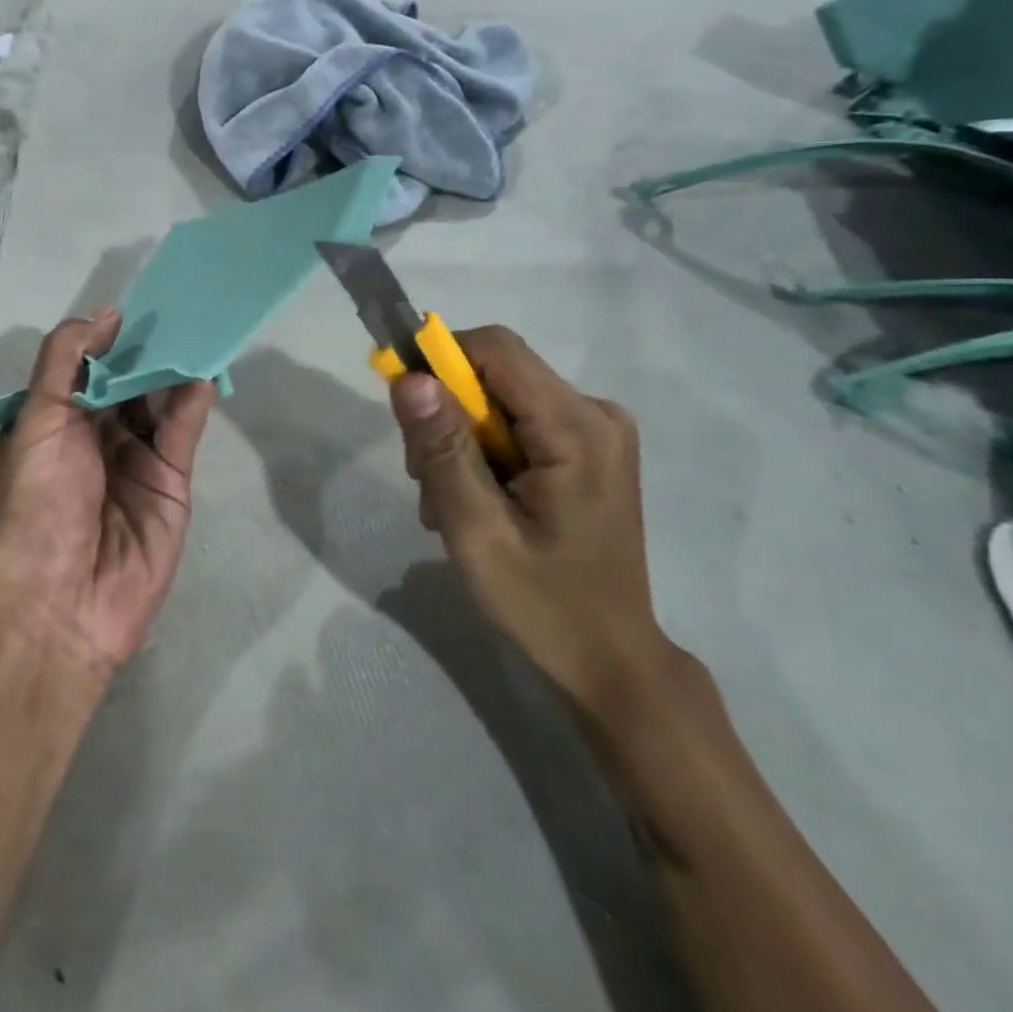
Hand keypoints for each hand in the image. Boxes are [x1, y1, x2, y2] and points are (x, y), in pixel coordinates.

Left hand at [0, 310, 215, 675]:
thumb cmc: (37, 501)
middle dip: (149, 350)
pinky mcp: (172, 481)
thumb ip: (65, 360)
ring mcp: (138, 459)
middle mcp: (98, 437)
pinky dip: (192, 401)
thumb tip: (106, 315)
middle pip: (130, 382)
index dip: (111, 340)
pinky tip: (200, 372)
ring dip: (175, 369)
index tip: (137, 306)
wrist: (61, 601)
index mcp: (58, 422)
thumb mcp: (37, 419)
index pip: (90, 368)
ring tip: (196, 330)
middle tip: (178, 309)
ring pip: (160, 401)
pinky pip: (183, 431)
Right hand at [388, 327, 673, 721]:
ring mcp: (595, 431)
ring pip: (498, 400)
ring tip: (450, 503)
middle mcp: (595, 413)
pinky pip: (516, 423)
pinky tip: (477, 501)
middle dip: (447, 415)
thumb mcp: (476, 530)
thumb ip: (443, 450)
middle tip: (427, 481)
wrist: (610, 663)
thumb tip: (410, 378)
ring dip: (460, 440)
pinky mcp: (587, 449)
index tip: (402, 402)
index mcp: (577, 428)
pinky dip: (483, 453)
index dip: (438, 358)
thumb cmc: (543, 604)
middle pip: (494, 374)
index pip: (495, 349)